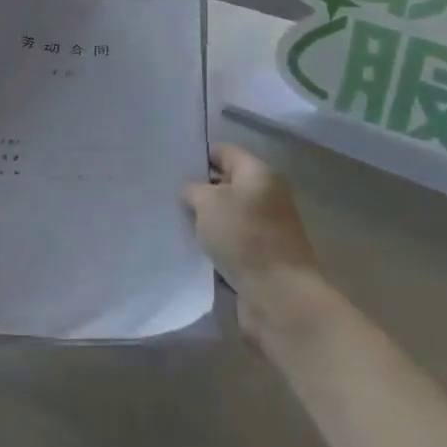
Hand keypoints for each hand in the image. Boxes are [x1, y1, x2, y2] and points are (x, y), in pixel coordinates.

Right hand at [183, 144, 321, 345]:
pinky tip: (193, 249)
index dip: (199, 156)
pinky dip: (215, 244)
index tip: (172, 168)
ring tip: (175, 222)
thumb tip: (192, 189)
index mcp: (259, 174)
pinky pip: (232, 241)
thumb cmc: (244, 237)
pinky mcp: (263, 256)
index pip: (225, 152)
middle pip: (227, 184)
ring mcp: (267, 228)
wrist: (279, 295)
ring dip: (206, 220)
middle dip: (200, 190)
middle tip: (167, 196)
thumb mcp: (208, 202)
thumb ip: (194, 189)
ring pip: (228, 215)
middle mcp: (267, 196)